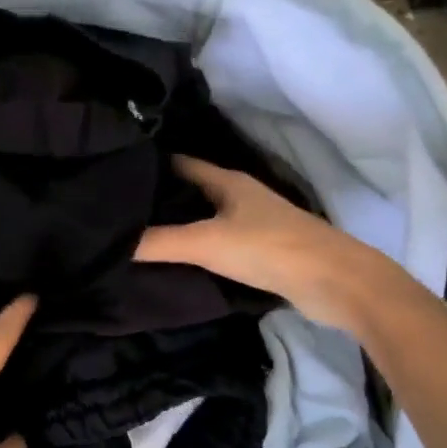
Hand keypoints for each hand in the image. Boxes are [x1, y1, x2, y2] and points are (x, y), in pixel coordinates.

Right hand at [134, 155, 351, 321]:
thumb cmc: (268, 249)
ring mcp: (252, 225)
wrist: (334, 283)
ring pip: (204, 218)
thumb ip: (158, 242)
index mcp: (227, 182)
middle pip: (191, 191)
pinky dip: (196, 249)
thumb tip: (112, 242)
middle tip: (117, 212)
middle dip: (158, 199)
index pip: (179, 164)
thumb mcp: (206, 243)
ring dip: (177, 226)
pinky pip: (217, 243)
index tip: (113, 177)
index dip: (149, 167)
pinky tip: (175, 262)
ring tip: (136, 237)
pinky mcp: (260, 252)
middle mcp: (239, 197)